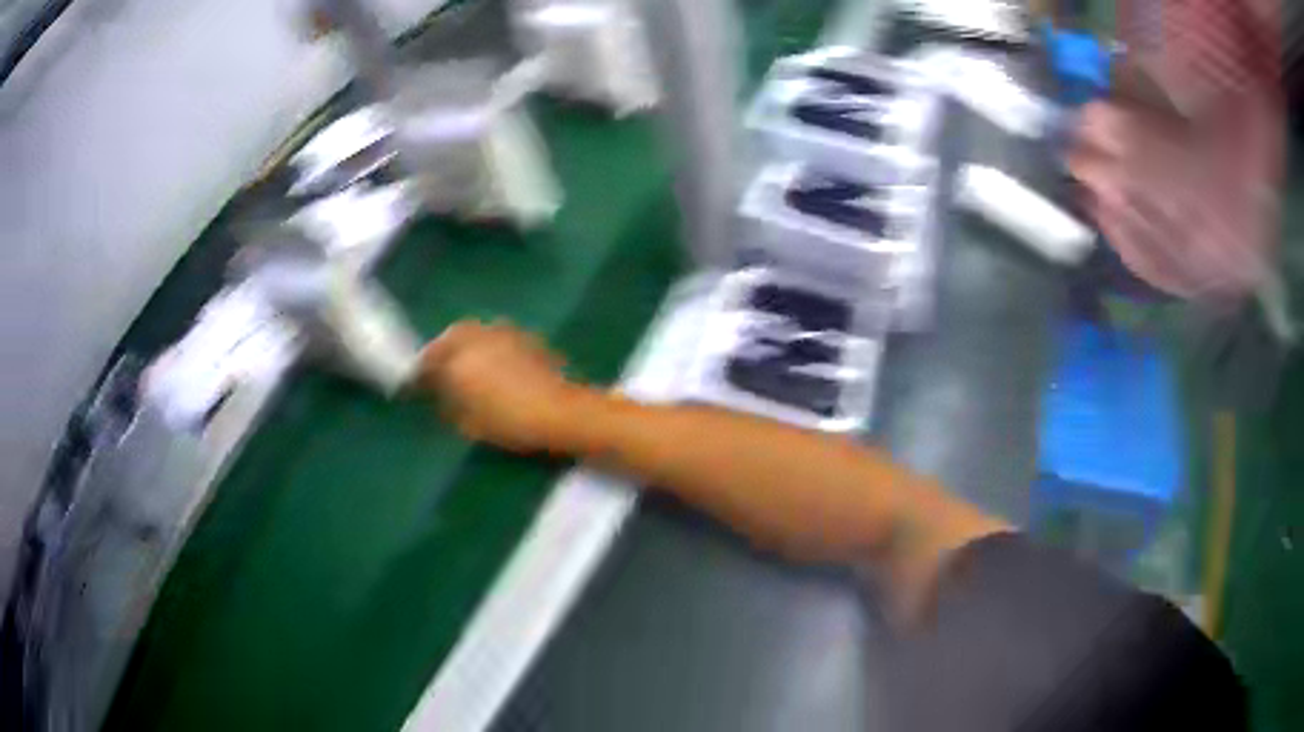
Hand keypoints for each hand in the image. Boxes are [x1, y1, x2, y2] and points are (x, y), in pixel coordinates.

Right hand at [418, 320, 590, 452]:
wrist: (562, 411)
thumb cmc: (511, 422)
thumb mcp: (470, 424)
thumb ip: (448, 407)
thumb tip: (437, 397)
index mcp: (456, 359)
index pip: (427, 361)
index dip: (418, 376)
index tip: (414, 386)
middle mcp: (475, 337)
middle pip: (449, 339)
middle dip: (441, 353)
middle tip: (438, 372)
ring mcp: (502, 332)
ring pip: (473, 333)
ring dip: (464, 345)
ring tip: (465, 367)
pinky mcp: (525, 335)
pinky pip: (495, 337)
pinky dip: (488, 347)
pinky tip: (493, 364)